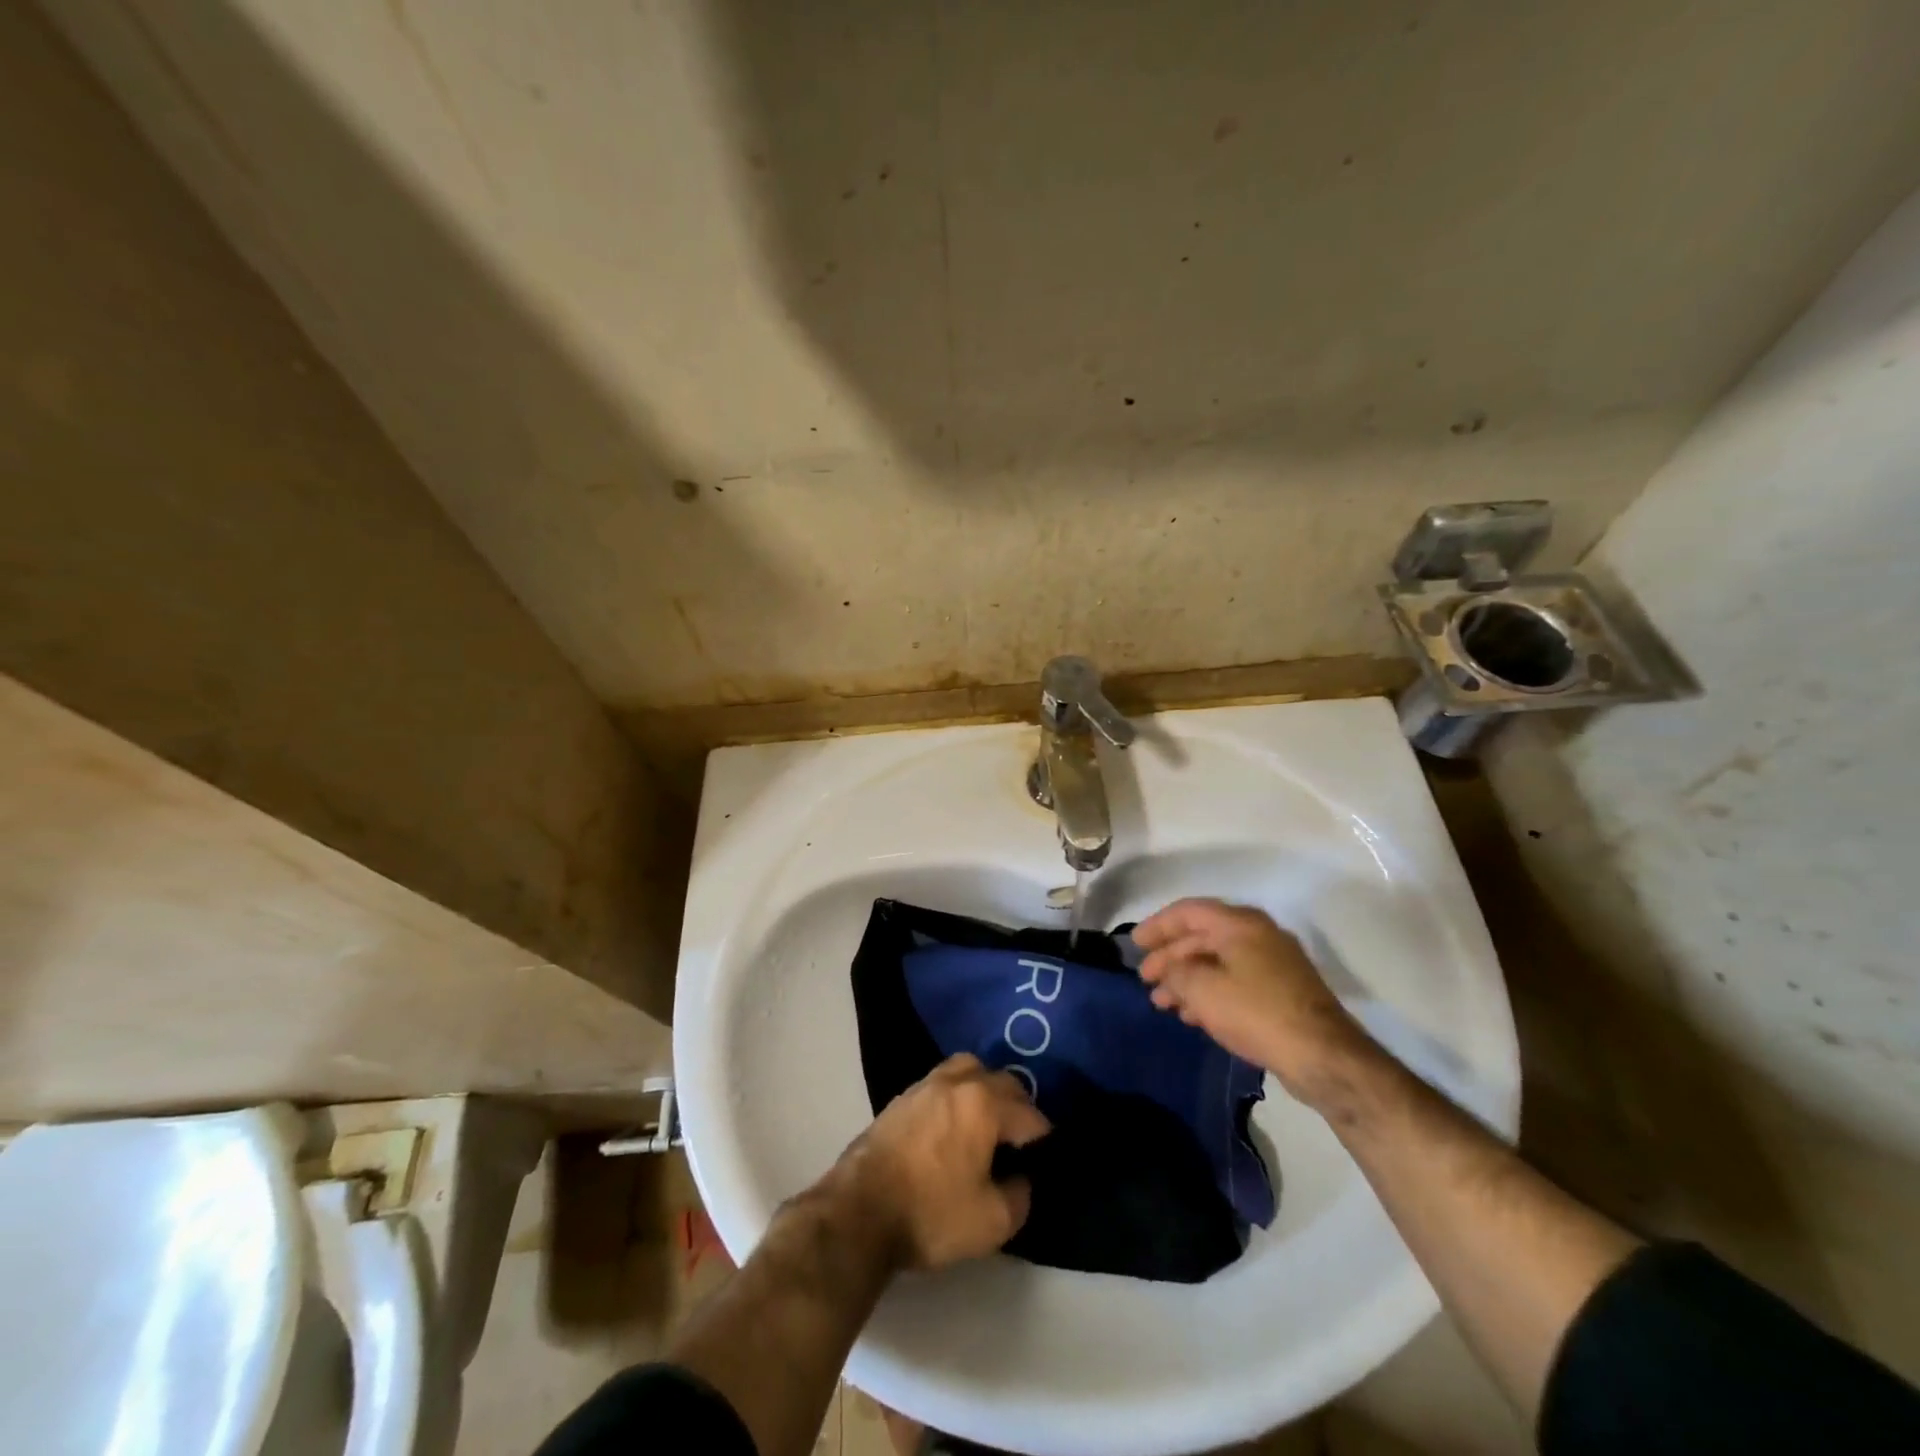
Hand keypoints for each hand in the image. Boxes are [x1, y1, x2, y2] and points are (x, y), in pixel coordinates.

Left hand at [833, 1054, 1049, 1270]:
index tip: (1045, 1157)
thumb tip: (1019, 1178)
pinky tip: (954, 1124)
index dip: (1043, 1137)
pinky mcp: (902, 1098)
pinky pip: (942, 1082)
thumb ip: (1019, 1197)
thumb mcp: (992, 1222)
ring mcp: (925, 1085)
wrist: (860, 1212)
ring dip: (985, 1089)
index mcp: (984, 1103)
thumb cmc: (931, 1214)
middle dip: (1018, 1105)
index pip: (1028, 1113)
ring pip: (968, 1070)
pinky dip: (957, 1094)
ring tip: (988, 1120)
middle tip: (1021, 1138)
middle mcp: (957, 1082)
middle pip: (1000, 1080)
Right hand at [1133, 899, 1376, 1105]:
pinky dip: (1209, 992)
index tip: (1135, 945)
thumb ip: (1176, 973)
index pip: (1189, 912)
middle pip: (1202, 936)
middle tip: (1146, 978)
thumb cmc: (1256, 1012)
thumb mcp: (1203, 990)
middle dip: (1170, 957)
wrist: (1323, 1056)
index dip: (1158, 925)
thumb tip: (1168, 970)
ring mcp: (1274, 963)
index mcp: (1240, 924)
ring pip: (1218, 962)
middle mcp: (1258, 935)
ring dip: (1187, 979)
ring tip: (1163, 1003)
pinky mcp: (1282, 991)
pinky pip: (1234, 981)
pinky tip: (1193, 1014)